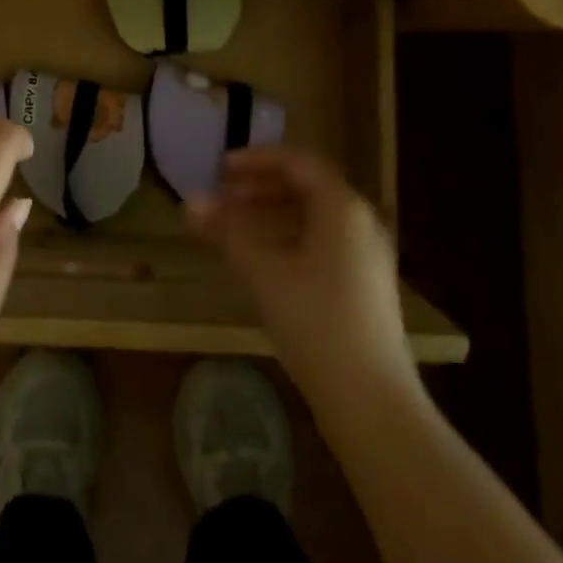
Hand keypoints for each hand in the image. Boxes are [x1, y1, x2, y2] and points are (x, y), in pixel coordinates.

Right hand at [187, 147, 419, 411]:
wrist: (373, 403)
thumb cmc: (316, 324)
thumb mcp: (264, 273)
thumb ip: (227, 232)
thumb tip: (190, 201)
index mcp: (342, 208)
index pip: (298, 162)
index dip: (256, 159)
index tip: (220, 169)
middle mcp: (360, 222)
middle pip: (307, 187)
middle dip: (261, 186)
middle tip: (223, 196)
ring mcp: (367, 256)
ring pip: (314, 217)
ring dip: (272, 213)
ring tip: (235, 226)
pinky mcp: (365, 286)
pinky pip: (322, 242)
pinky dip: (289, 237)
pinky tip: (264, 261)